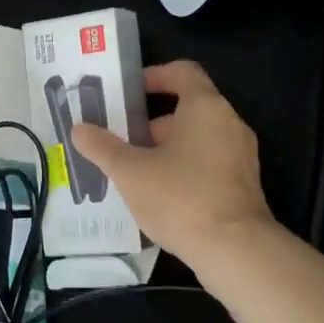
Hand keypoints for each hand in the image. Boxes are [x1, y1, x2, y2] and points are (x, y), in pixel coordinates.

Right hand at [68, 60, 271, 268]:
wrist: (235, 250)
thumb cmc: (181, 197)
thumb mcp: (131, 172)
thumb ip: (103, 147)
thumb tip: (78, 129)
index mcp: (205, 106)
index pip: (183, 71)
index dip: (155, 75)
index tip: (129, 92)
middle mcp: (229, 122)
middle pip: (189, 106)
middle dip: (154, 121)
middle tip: (123, 138)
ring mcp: (241, 154)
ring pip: (199, 137)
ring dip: (168, 146)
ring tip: (136, 170)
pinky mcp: (245, 183)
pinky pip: (211, 161)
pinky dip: (186, 167)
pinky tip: (161, 194)